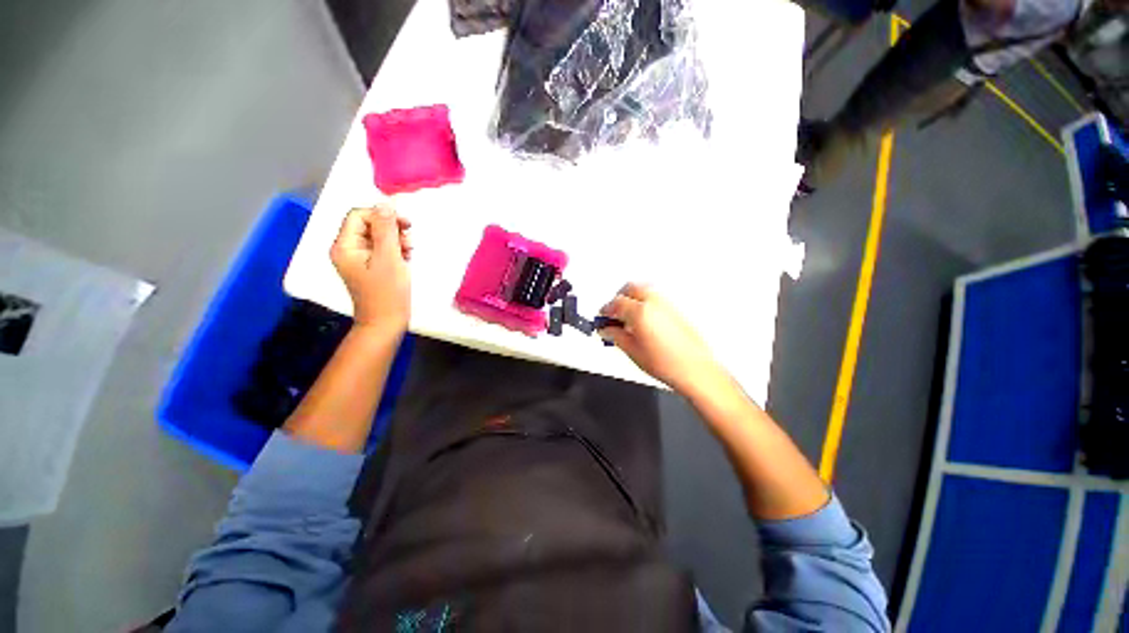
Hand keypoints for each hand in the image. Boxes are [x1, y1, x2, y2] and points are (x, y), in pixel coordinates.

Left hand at [330, 205, 411, 331]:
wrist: (386, 323)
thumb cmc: (388, 292)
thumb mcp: (389, 258)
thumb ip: (386, 230)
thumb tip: (385, 203)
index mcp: (345, 246)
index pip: (359, 216)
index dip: (381, 215)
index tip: (404, 224)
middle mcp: (348, 249)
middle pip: (368, 225)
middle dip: (391, 228)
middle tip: (409, 238)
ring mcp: (359, 259)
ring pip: (377, 237)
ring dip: (396, 239)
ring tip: (409, 251)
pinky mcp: (370, 267)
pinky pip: (381, 249)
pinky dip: (395, 250)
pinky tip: (406, 257)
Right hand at [599, 283, 725, 396]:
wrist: (695, 369)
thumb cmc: (666, 363)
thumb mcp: (632, 351)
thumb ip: (615, 336)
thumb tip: (606, 330)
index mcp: (640, 311)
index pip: (616, 303)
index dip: (605, 310)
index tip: (602, 318)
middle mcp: (654, 302)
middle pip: (630, 288)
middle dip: (618, 298)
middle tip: (613, 315)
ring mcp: (667, 303)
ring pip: (644, 290)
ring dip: (632, 299)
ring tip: (627, 318)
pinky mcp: (676, 309)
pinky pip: (655, 298)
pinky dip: (645, 303)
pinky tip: (642, 320)